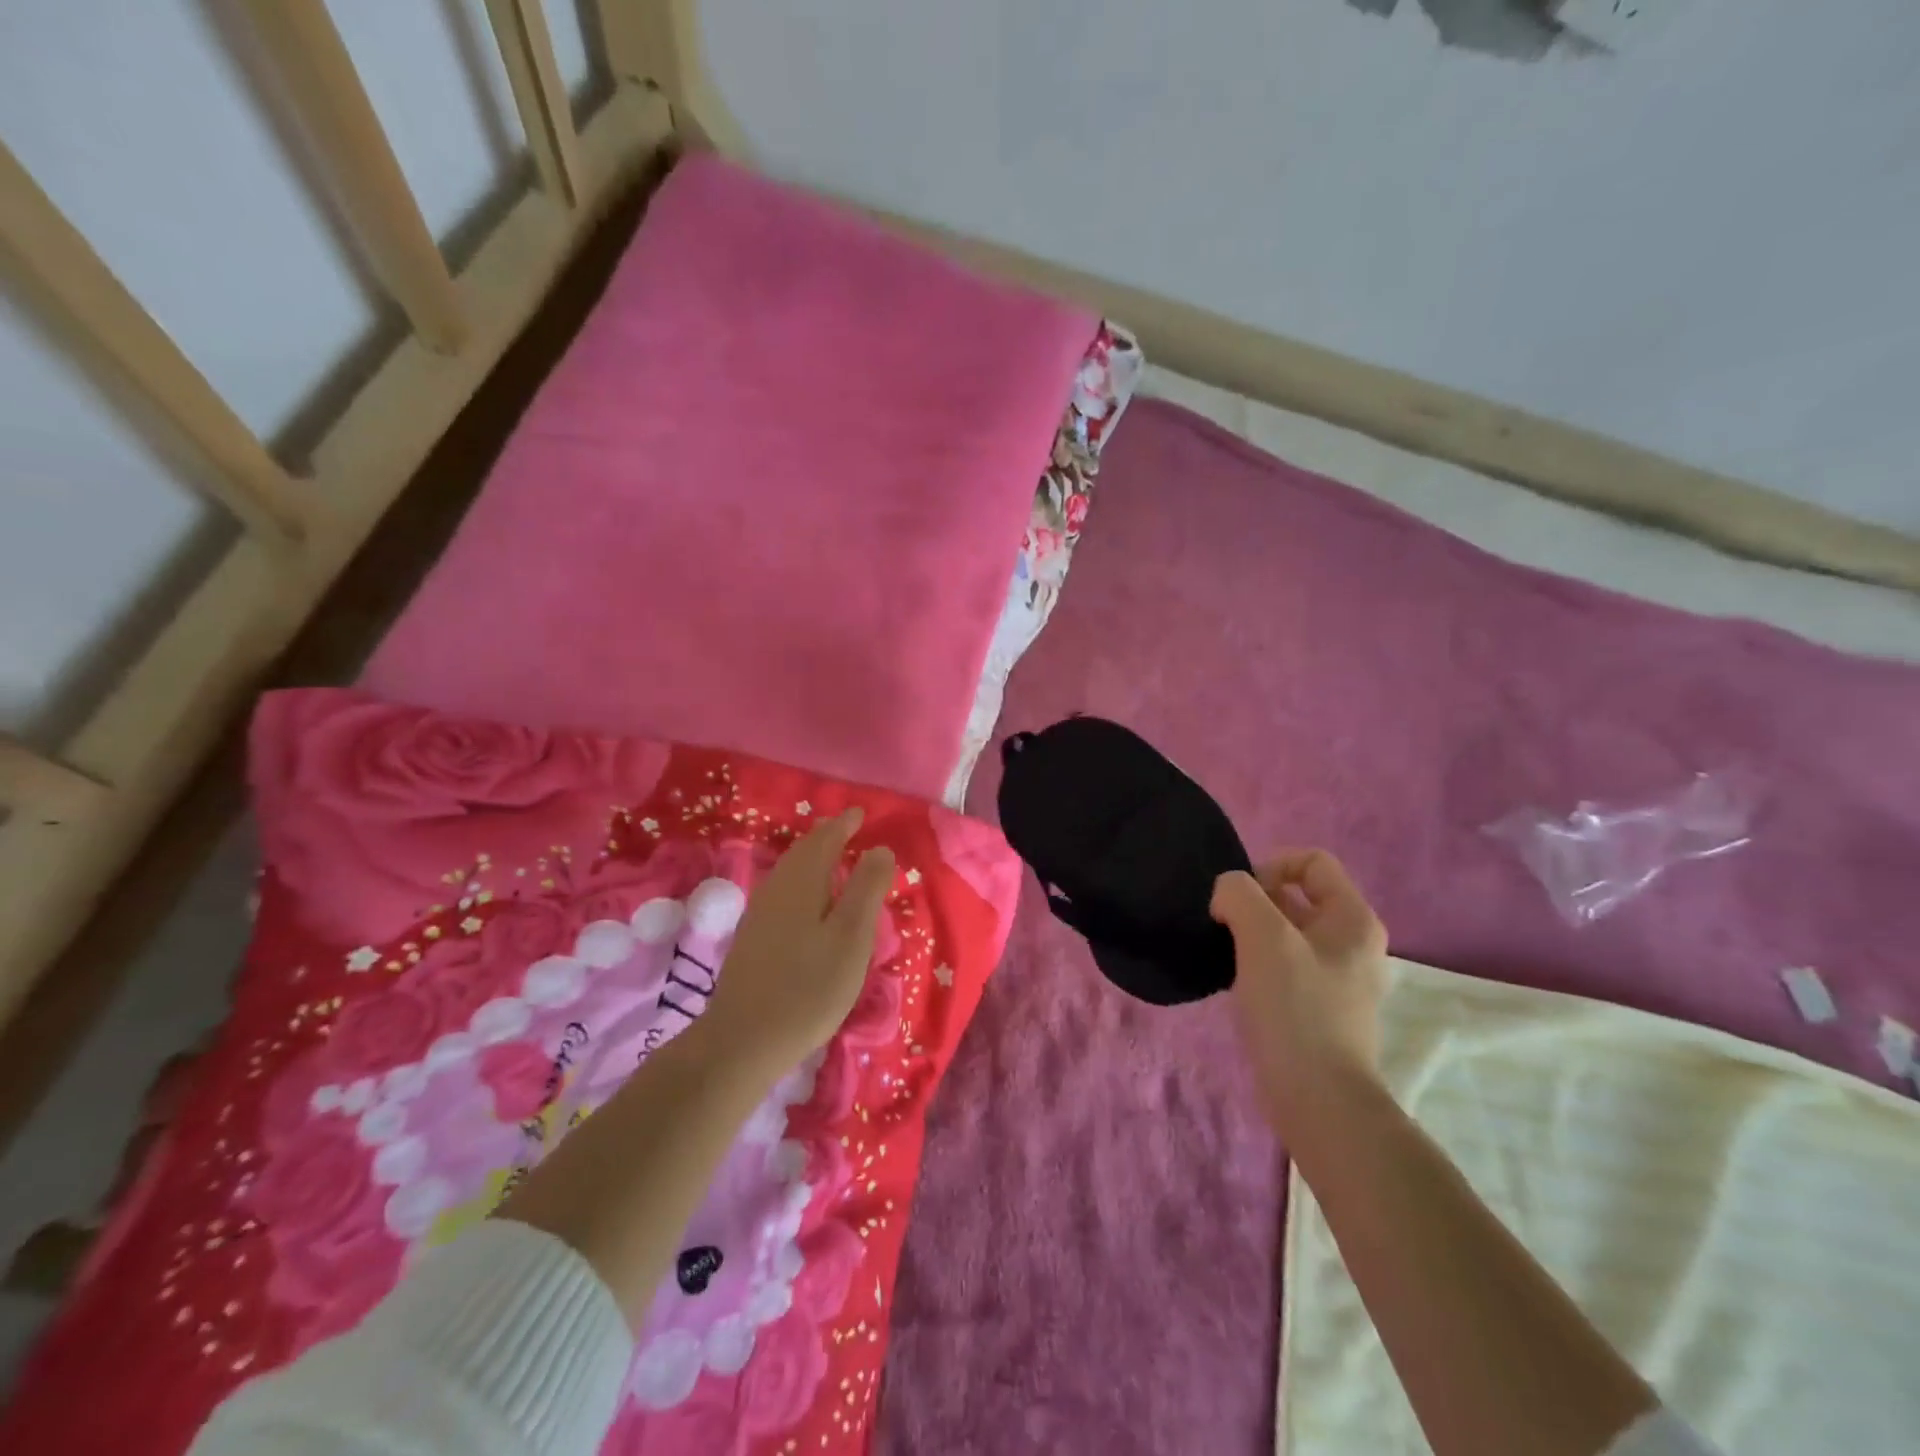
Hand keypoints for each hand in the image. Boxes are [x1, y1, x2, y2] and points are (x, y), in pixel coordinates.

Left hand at [703, 809, 896, 1073]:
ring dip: (812, 858)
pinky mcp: (752, 939)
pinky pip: (783, 891)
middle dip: (826, 837)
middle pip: (802, 852)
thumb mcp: (851, 937)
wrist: (743, 1040)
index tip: (860, 813)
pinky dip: (802, 881)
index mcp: (801, 882)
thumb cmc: (809, 987)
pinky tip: (808, 900)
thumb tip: (879, 848)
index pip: (824, 840)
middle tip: (847, 828)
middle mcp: (776, 889)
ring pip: (790, 872)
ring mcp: (759, 914)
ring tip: (833, 858)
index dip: (843, 824)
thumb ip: (867, 889)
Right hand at [1211, 849, 1388, 1133]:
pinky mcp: (1319, 1007)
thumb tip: (1227, 895)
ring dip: (1251, 934)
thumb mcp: (1263, 936)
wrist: (1318, 1099)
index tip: (1239, 900)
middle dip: (1254, 903)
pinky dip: (1257, 964)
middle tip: (1226, 928)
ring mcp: (1338, 978)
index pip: (1311, 861)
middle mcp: (1352, 943)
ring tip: (1228, 956)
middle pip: (1296, 896)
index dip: (1269, 867)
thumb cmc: (1295, 1009)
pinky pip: (1284, 965)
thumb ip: (1239, 894)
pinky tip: (1238, 984)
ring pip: (1285, 932)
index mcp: (1353, 919)